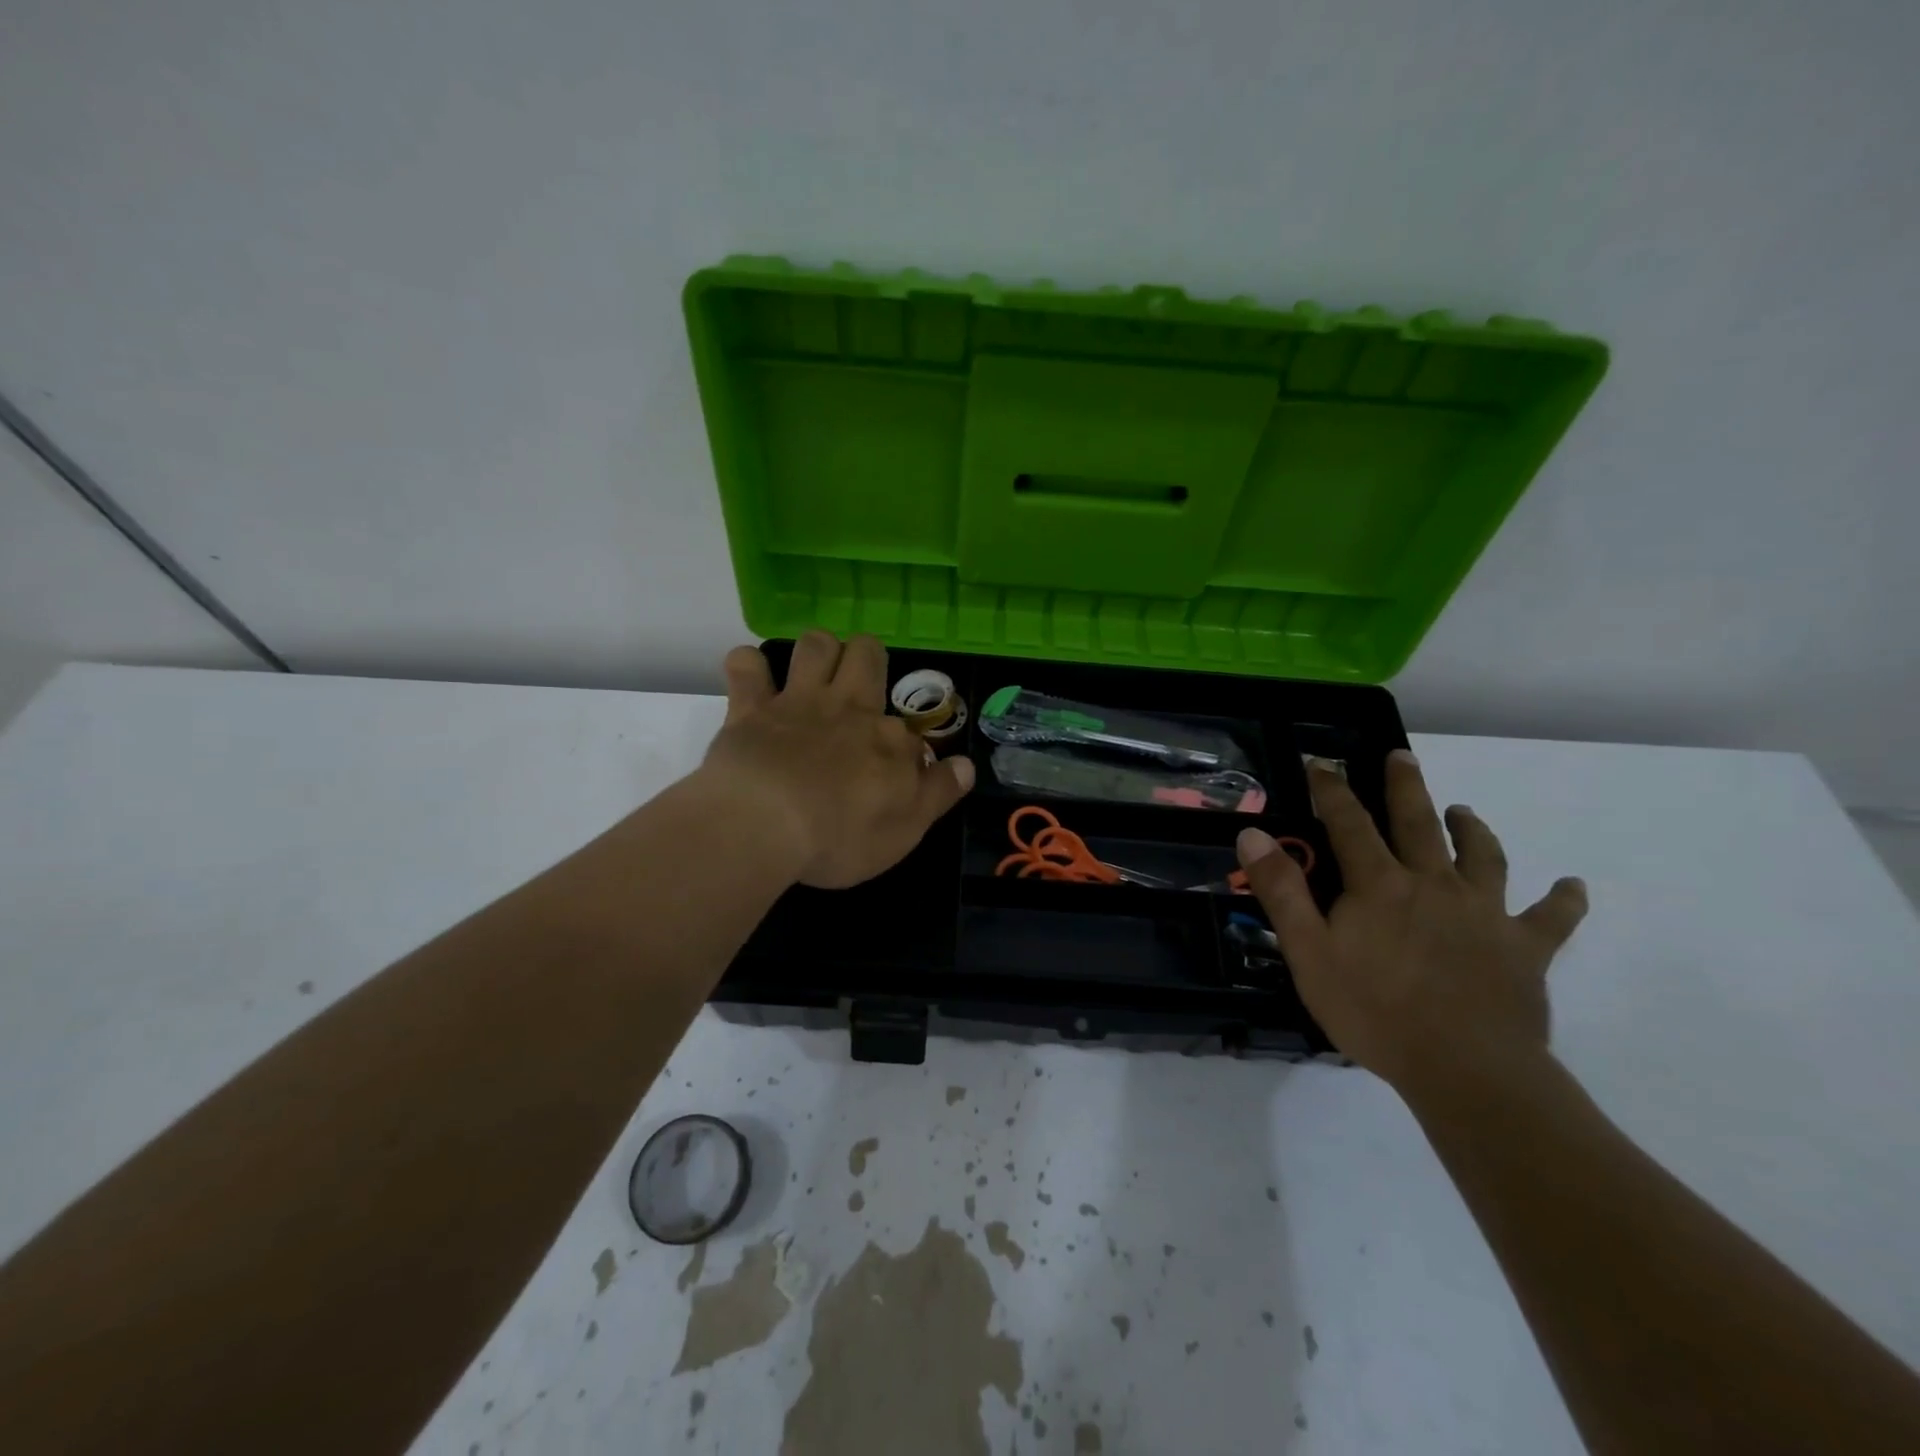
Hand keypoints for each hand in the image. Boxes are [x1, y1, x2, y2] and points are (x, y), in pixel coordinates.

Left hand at [696, 631, 974, 889]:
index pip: (908, 729)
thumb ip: (938, 793)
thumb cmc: (839, 837)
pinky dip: (749, 666)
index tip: (897, 774)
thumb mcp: (905, 830)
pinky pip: (747, 664)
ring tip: (813, 676)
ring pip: (815, 645)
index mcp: (888, 740)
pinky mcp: (749, 709)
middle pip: (866, 654)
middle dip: (866, 659)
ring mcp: (796, 703)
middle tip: (858, 688)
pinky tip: (753, 682)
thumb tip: (966, 765)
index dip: (905, 749)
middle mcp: (847, 708)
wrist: (764, 825)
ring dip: (817, 652)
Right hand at [1235, 751, 1586, 1096]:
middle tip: (1402, 757)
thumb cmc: (1375, 1011)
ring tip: (1464, 812)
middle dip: (1406, 787)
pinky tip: (1572, 886)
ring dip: (1473, 830)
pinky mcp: (1526, 949)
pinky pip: (1551, 919)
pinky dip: (1563, 900)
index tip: (1320, 762)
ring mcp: (1485, 914)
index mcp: (1380, 885)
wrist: (1466, 1070)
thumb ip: (1281, 890)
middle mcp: (1434, 885)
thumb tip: (1252, 834)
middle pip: (1419, 824)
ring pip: (1483, 858)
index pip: (1349, 823)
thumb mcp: (1308, 952)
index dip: (1332, 790)